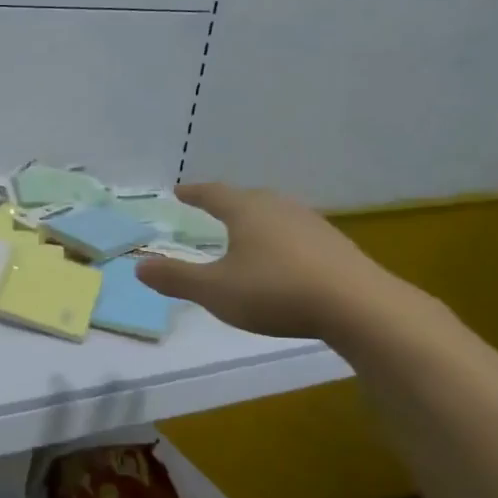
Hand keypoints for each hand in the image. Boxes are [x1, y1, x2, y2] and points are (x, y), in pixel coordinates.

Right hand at [132, 183, 402, 340]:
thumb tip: (140, 265)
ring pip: (275, 215)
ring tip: (245, 234)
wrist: (358, 306)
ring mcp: (312, 225)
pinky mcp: (335, 246)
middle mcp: (279, 208)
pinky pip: (297, 234)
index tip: (179, 191)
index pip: (213, 193)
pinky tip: (282, 260)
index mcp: (247, 211)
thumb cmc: (275, 291)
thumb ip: (176, 278)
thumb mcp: (215, 290)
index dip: (194, 193)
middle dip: (227, 203)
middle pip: (247, 198)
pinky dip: (280, 240)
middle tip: (211, 208)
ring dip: (256, 221)